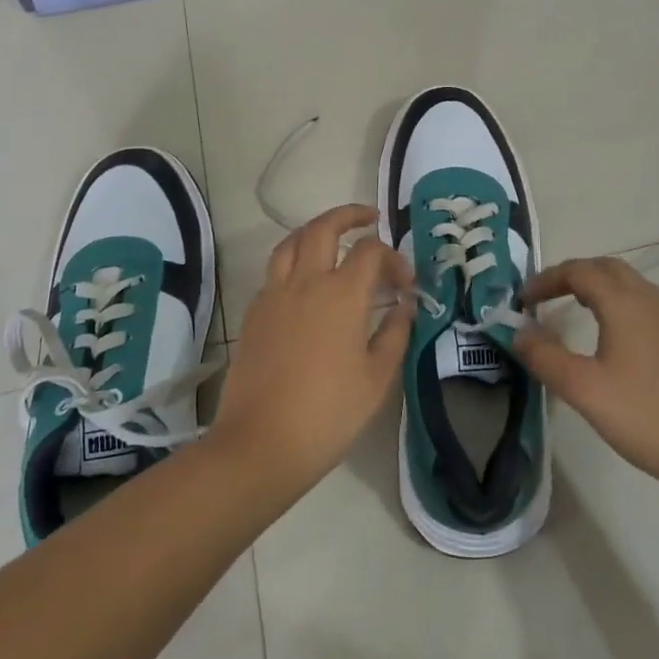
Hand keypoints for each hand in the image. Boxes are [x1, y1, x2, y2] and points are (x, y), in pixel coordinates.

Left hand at [210, 205, 413, 493]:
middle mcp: (305, 282)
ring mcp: (274, 294)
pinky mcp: (253, 312)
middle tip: (369, 218)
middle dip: (349, 215)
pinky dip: (293, 261)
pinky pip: (274, 271)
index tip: (405, 282)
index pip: (371, 252)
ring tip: (332, 237)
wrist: (260, 443)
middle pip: (324, 228)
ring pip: (291, 242)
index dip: (393, 258)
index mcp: (342, 294)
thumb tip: (404, 304)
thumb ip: (395, 333)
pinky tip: (305, 282)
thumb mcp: (377, 378)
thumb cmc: (328, 414)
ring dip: (315, 231)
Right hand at [513, 257, 658, 505]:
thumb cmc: (645, 417)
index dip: (546, 279)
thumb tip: (517, 333)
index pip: (579, 271)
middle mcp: (651, 301)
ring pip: (629, 284)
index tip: (522, 301)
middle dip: (572, 275)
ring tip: (573, 311)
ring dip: (597, 287)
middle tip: (545, 298)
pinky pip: (645, 305)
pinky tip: (613, 339)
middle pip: (606, 268)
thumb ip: (544, 356)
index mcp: (625, 303)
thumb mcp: (583, 389)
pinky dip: (618, 304)